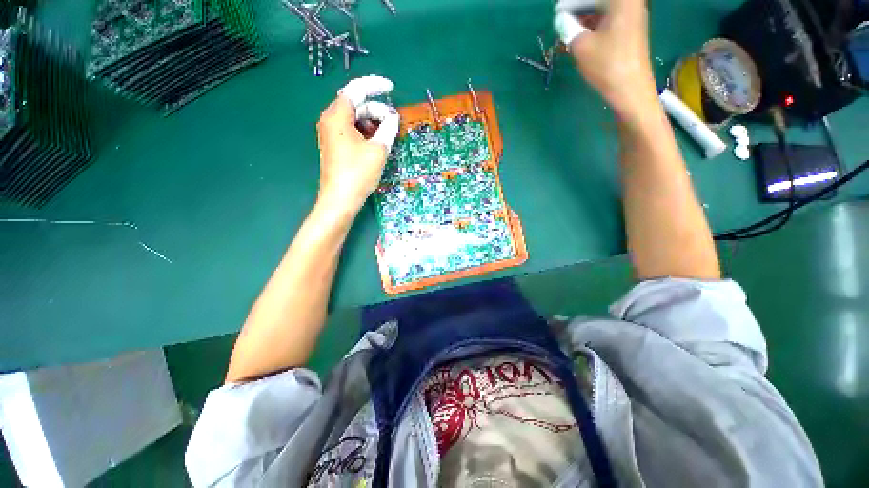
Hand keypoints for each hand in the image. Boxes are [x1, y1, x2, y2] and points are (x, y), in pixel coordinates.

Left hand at [316, 75, 399, 215]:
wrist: (340, 200)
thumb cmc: (358, 173)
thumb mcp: (378, 150)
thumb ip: (387, 129)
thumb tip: (393, 118)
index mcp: (337, 116)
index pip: (356, 90)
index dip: (375, 86)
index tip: (391, 88)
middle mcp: (330, 120)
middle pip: (355, 105)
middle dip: (376, 110)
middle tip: (393, 122)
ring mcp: (331, 134)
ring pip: (354, 119)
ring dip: (372, 122)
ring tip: (387, 135)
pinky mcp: (335, 146)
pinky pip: (351, 131)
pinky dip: (365, 132)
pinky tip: (377, 142)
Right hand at [554, 0, 657, 117]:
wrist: (630, 89)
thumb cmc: (607, 65)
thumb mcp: (580, 45)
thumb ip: (567, 28)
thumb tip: (561, 19)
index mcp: (620, 0)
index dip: (570, 4)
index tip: (557, 15)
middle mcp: (629, 2)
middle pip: (596, 2)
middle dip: (577, 10)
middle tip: (562, 25)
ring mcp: (631, 15)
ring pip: (601, 10)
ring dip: (583, 19)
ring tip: (568, 35)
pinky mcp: (629, 28)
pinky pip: (606, 19)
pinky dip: (592, 26)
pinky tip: (581, 38)